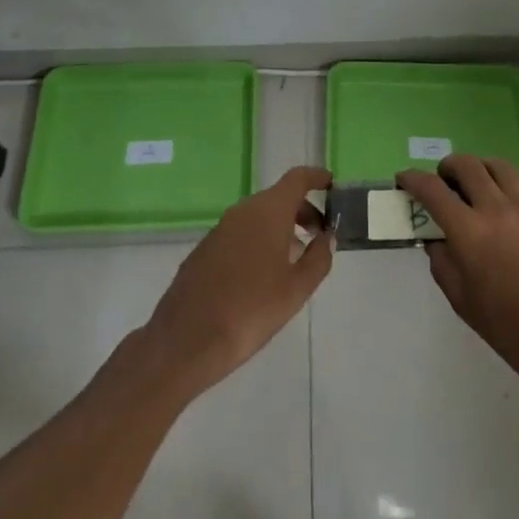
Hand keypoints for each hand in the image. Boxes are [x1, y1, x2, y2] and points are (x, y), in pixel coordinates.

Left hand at [143, 165, 333, 397]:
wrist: (186, 340)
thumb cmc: (251, 310)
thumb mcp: (296, 289)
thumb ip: (318, 258)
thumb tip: (327, 237)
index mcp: (268, 211)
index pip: (297, 178)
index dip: (316, 177)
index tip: (332, 184)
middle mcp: (243, 211)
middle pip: (279, 197)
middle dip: (302, 210)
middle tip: (320, 234)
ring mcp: (220, 228)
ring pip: (259, 216)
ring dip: (281, 228)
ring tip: (296, 259)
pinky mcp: (206, 248)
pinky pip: (241, 233)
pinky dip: (259, 241)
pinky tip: (263, 274)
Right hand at [398, 155, 518, 388]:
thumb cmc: (507, 324)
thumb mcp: (461, 300)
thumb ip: (443, 263)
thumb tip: (436, 241)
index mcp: (468, 230)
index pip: (432, 190)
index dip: (413, 179)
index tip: (404, 178)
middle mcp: (496, 207)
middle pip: (467, 165)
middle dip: (448, 167)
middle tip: (445, 180)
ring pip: (499, 166)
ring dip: (481, 169)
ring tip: (479, 183)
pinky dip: (511, 183)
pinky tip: (511, 199)